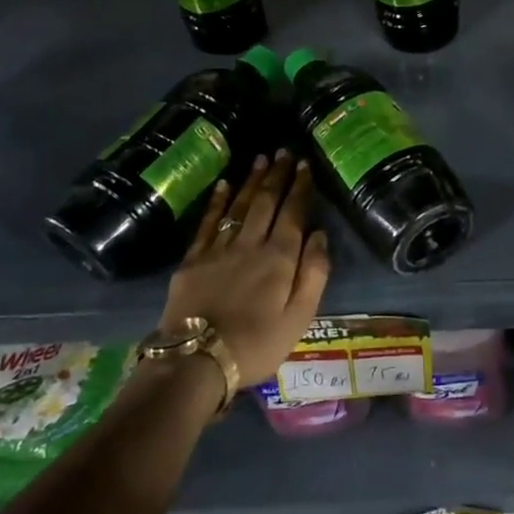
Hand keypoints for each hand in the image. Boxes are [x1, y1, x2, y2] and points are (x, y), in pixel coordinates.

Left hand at [159, 151, 330, 387]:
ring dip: (252, 181)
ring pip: (239, 206)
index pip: (293, 213)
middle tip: (284, 151)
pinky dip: (218, 201)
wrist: (197, 361)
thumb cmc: (258, 344)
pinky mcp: (193, 260)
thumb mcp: (300, 316)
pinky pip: (208, 222)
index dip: (300, 187)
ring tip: (261, 159)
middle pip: (266, 202)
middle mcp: (251, 244)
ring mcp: (219, 249)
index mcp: (280, 258)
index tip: (305, 164)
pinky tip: (224, 185)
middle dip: (277, 175)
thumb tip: (320, 234)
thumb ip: (314, 273)